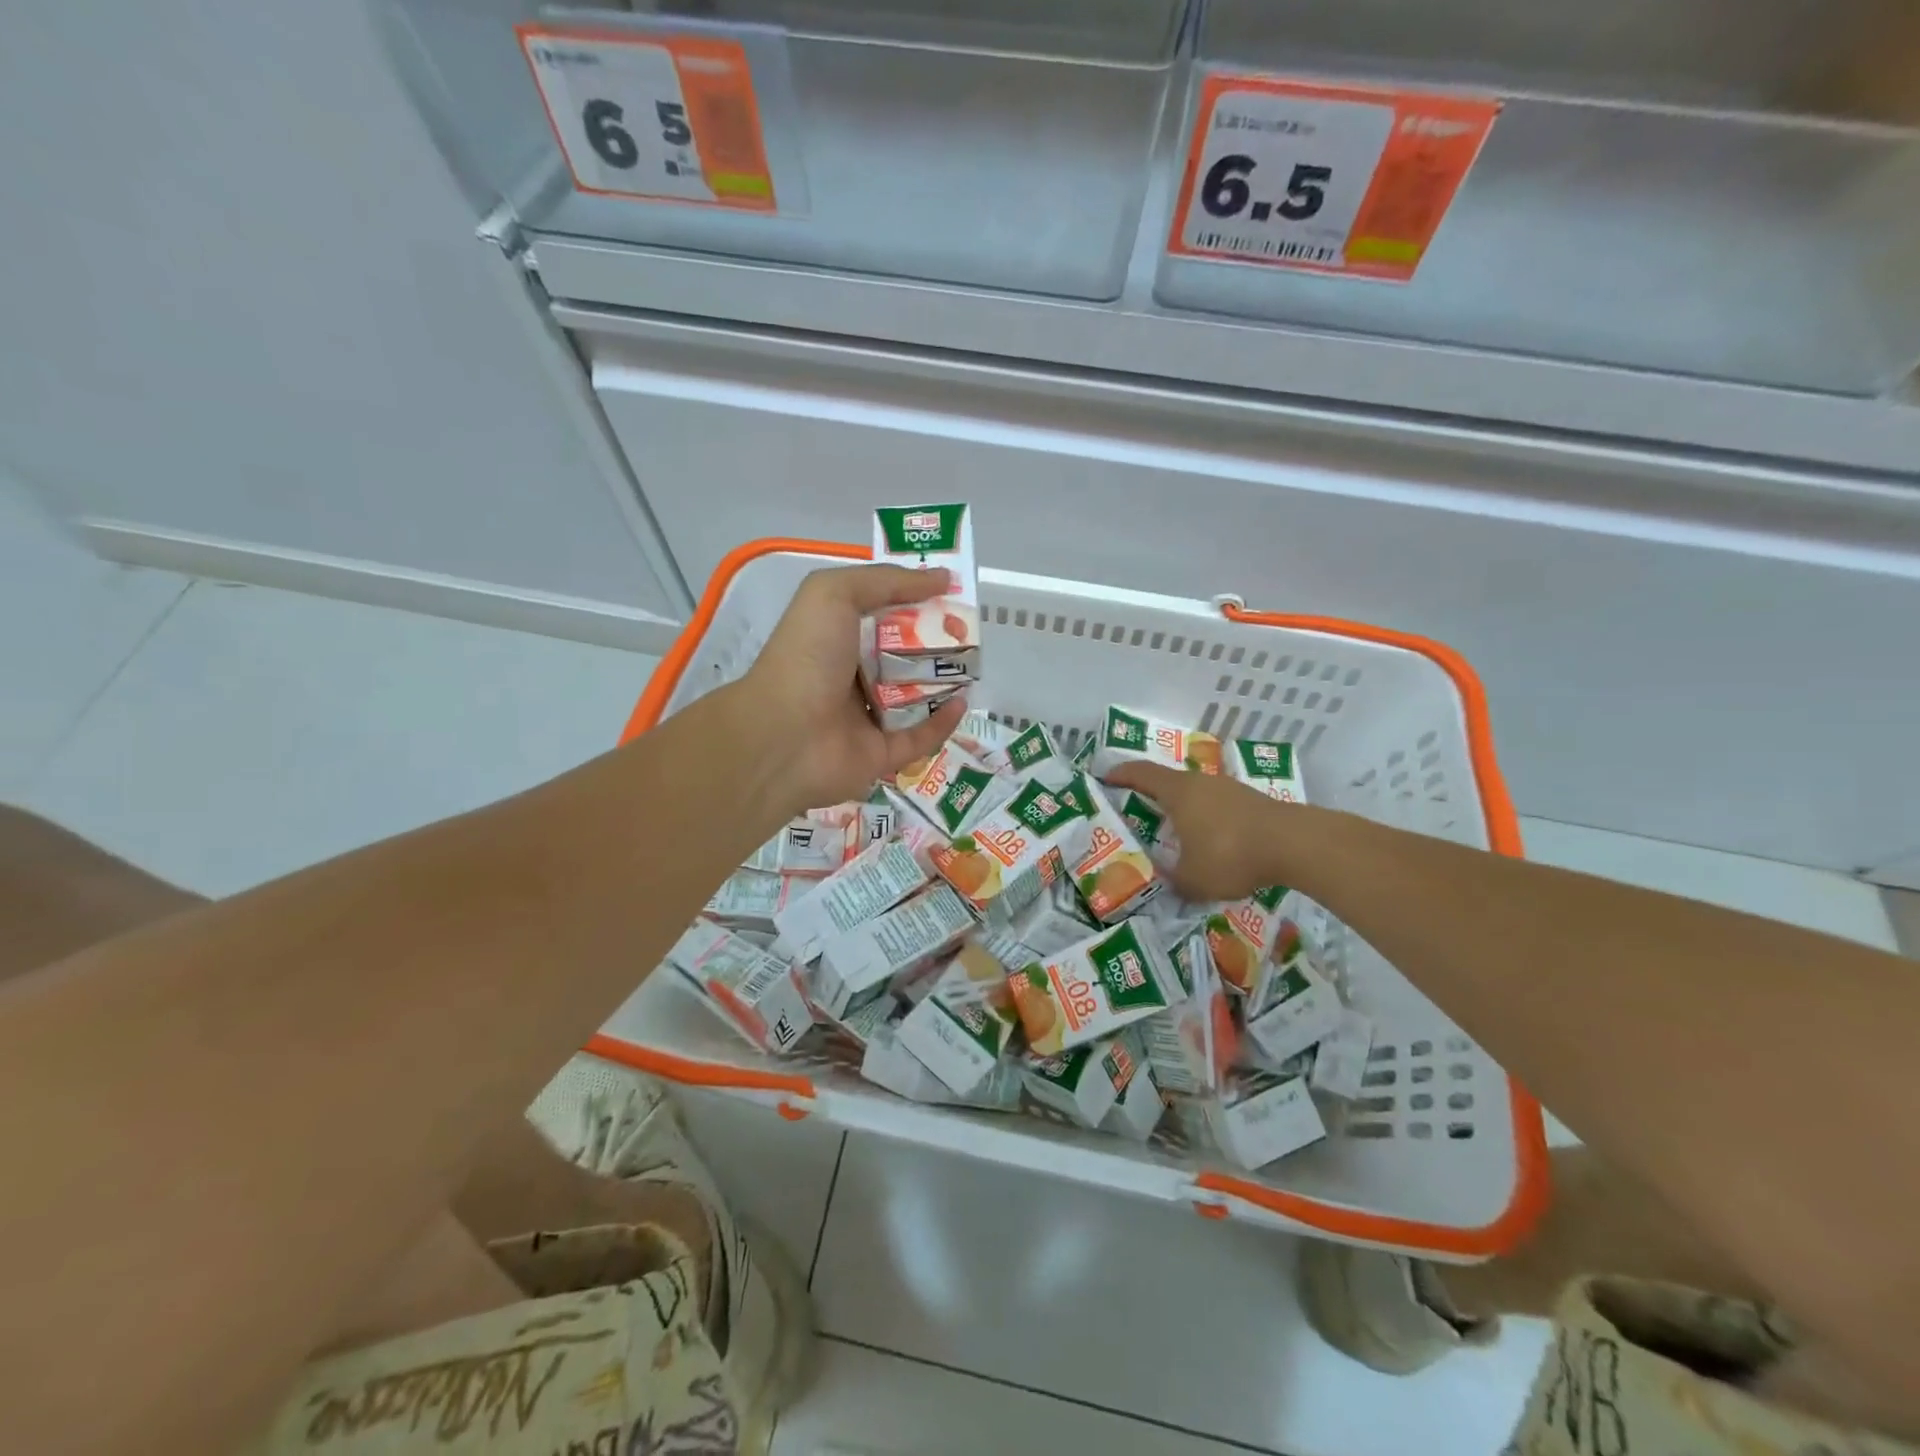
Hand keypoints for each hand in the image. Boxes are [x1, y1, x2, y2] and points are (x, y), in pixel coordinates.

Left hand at [737, 564, 966, 815]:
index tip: (949, 589)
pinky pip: (919, 738)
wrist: (784, 735)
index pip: (880, 614)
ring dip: (943, 682)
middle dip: (935, 642)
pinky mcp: (881, 755)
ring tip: (975, 663)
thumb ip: (886, 580)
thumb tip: (941, 577)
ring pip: (914, 698)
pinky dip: (942, 722)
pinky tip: (963, 702)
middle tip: (969, 628)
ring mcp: (865, 718)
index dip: (913, 600)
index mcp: (835, 637)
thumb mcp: (834, 594)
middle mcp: (850, 676)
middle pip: (902, 656)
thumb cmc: (806, 656)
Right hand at [1104, 761, 1296, 901]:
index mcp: (1178, 792)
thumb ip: (1171, 881)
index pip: (1141, 773)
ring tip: (1172, 829)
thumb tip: (1162, 883)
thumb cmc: (1231, 854)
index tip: (1105, 777)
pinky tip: (1208, 840)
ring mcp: (1229, 789)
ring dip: (1180, 807)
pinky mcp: (1251, 801)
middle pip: (1167, 781)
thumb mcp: (1191, 879)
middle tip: (1135, 808)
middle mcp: (1200, 783)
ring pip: (1195, 793)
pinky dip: (1204, 817)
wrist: (1295, 845)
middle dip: (1149, 793)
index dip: (1120, 775)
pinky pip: (1216, 805)